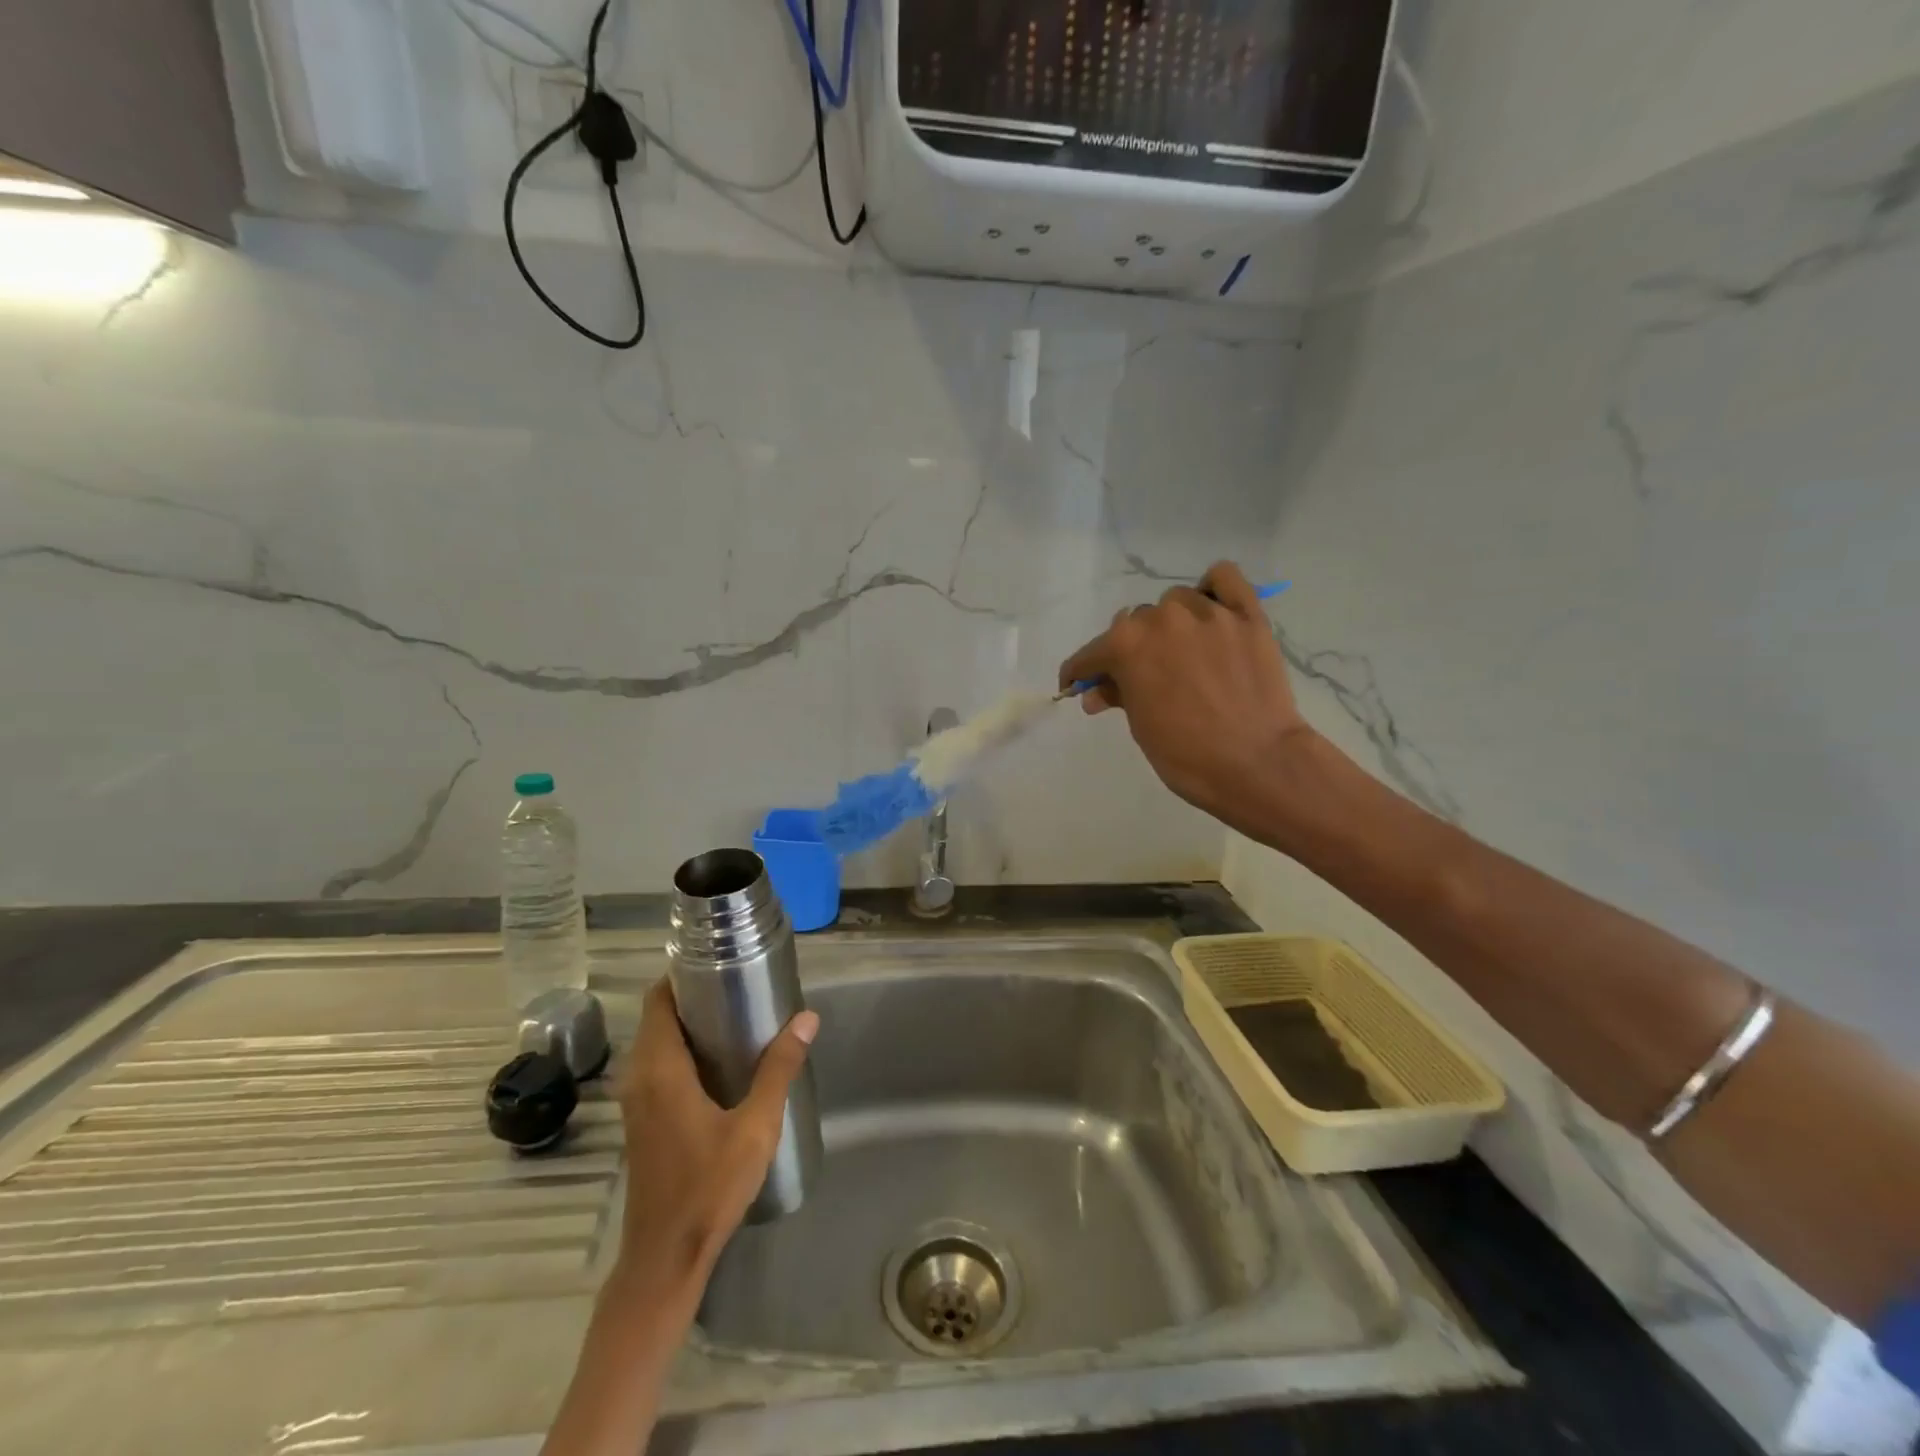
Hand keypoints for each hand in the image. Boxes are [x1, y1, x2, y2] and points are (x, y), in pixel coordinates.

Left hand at [608, 979, 818, 1306]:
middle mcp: (639, 1076)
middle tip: (742, 985)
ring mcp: (637, 1100)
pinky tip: (722, 1060)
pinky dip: (684, 1049)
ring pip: (658, 1041)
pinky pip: (659, 1064)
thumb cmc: (708, 1187)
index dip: (683, 974)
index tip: (720, 961)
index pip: (658, 999)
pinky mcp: (643, 1119)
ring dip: (690, 1023)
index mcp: (660, 1068)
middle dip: (695, 995)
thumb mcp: (755, 1126)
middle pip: (659, 1016)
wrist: (665, 1257)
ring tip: (739, 1015)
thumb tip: (807, 1017)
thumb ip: (779, 1069)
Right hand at [1058, 562, 1314, 827]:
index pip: (1090, 654)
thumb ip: (1117, 696)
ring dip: (1171, 624)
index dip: (1080, 673)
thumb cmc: (1186, 754)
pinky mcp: (1247, 615)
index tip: (1078, 685)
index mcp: (1126, 645)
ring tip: (1184, 652)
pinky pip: (1224, 577)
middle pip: (1135, 624)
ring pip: (1176, 602)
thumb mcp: (1140, 727)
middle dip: (1132, 650)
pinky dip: (1212, 589)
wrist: (1256, 763)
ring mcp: (1208, 612)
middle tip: (1143, 679)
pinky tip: (1211, 612)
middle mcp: (1162, 618)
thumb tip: (1096, 692)